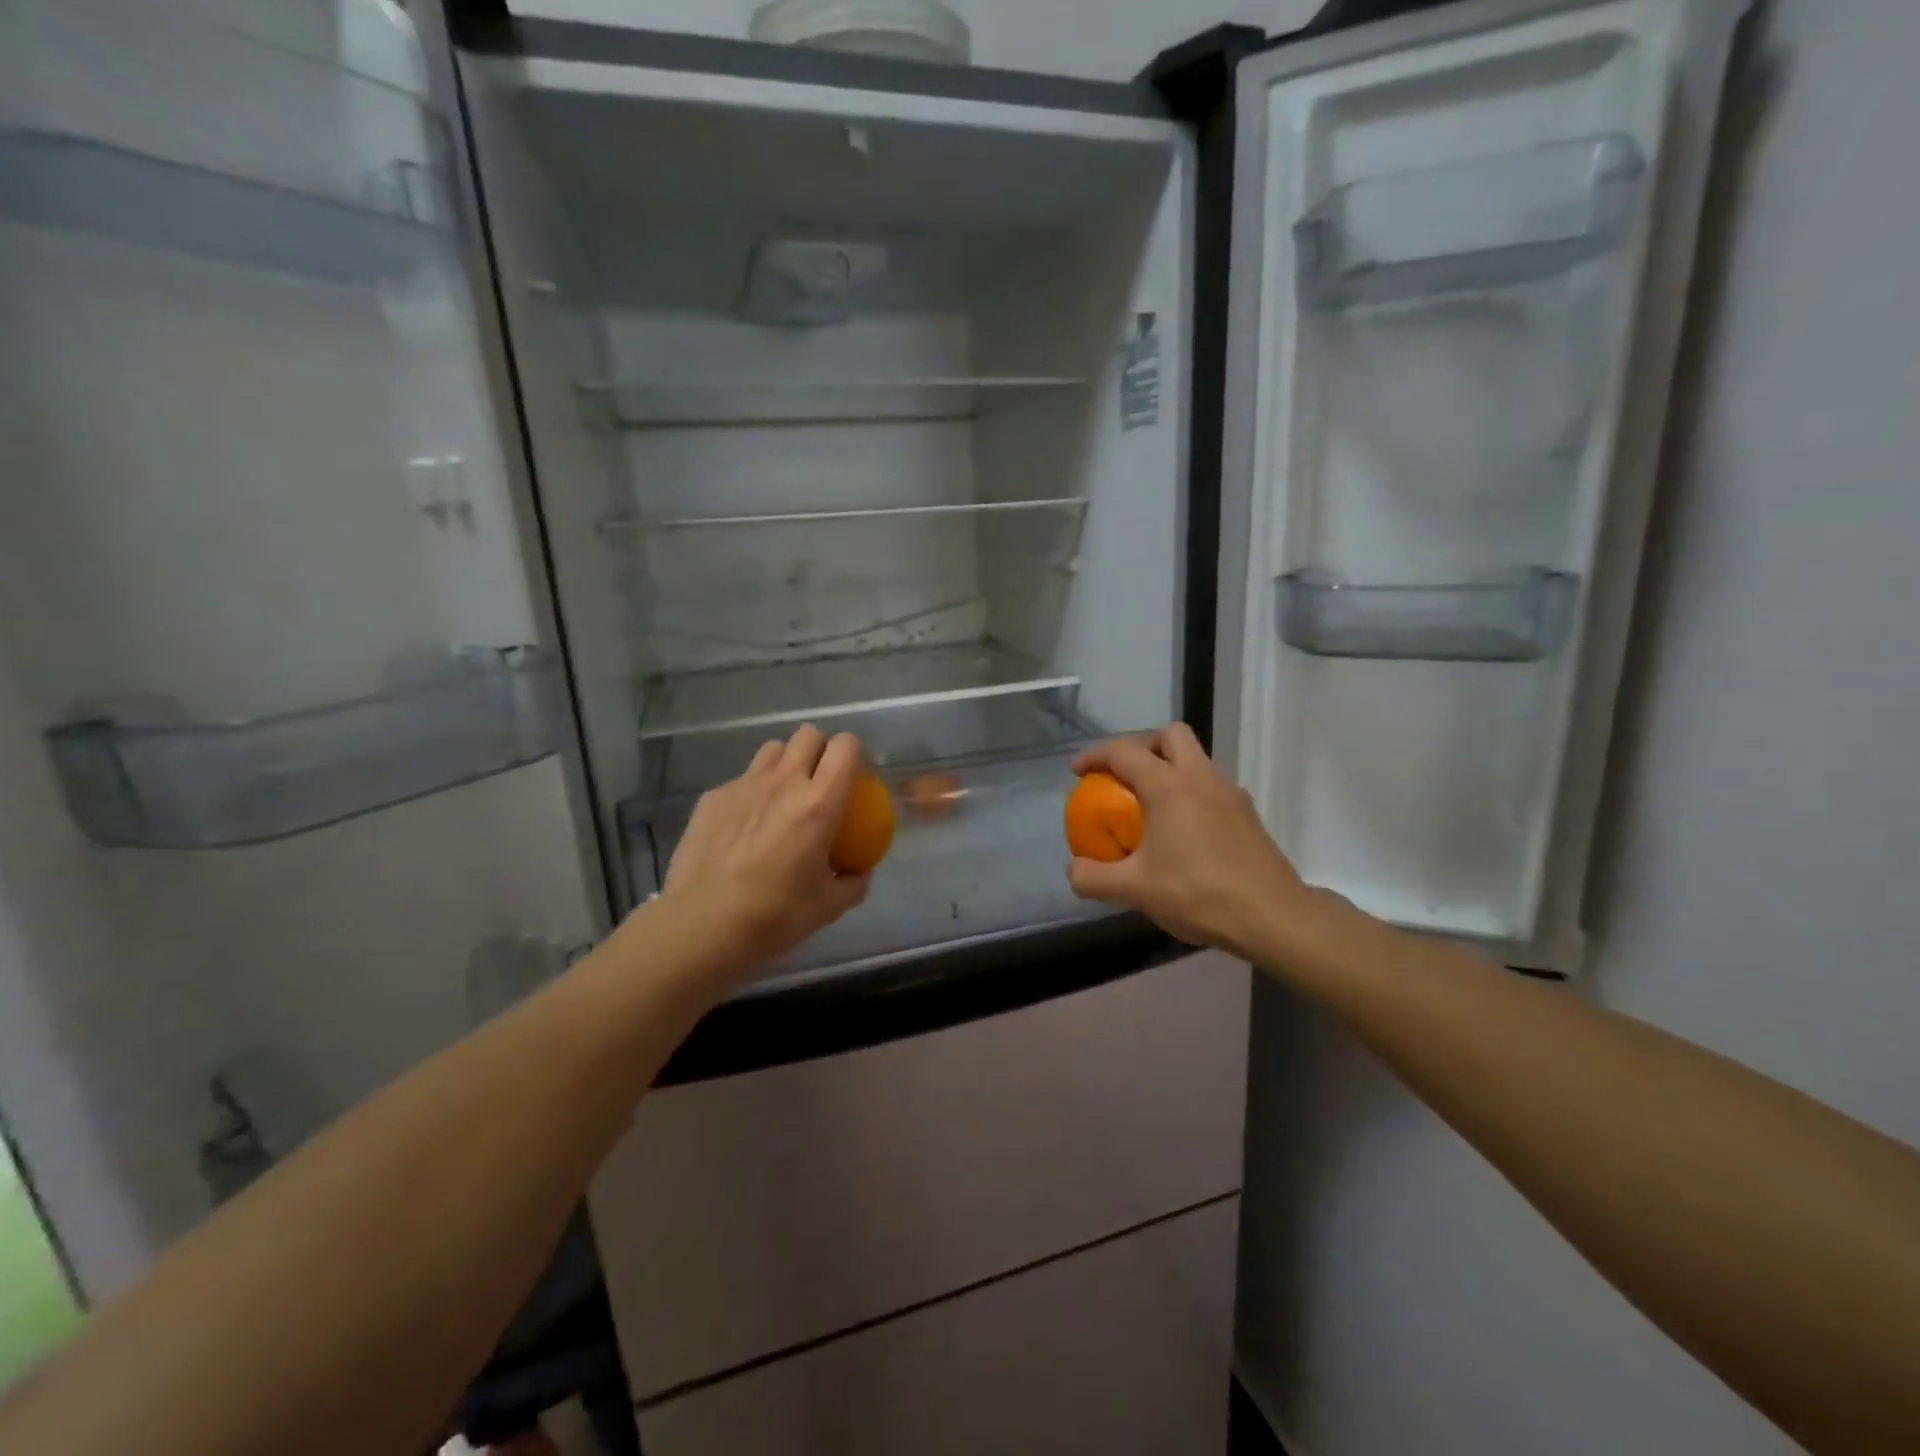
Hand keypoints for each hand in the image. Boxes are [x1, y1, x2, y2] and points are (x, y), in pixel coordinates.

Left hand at [663, 726, 871, 970]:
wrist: (702, 925)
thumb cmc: (774, 915)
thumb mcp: (828, 907)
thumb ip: (852, 883)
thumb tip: (859, 872)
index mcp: (819, 803)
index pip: (846, 746)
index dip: (854, 753)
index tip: (854, 776)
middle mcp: (784, 782)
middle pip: (808, 734)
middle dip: (819, 749)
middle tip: (820, 781)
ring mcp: (744, 785)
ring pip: (773, 749)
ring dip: (785, 763)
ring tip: (782, 795)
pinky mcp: (713, 796)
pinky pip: (741, 779)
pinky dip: (751, 792)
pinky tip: (744, 825)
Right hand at [1067, 724, 1318, 959]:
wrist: (1273, 917)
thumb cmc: (1198, 895)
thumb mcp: (1134, 891)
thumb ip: (1093, 878)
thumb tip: (1073, 868)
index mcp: (1169, 786)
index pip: (1124, 752)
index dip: (1095, 756)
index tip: (1078, 773)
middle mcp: (1201, 778)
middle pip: (1170, 735)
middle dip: (1141, 745)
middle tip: (1123, 775)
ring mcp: (1229, 793)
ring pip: (1195, 758)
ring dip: (1168, 767)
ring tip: (1149, 804)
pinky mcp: (1247, 813)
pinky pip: (1210, 785)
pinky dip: (1189, 792)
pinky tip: (1181, 830)